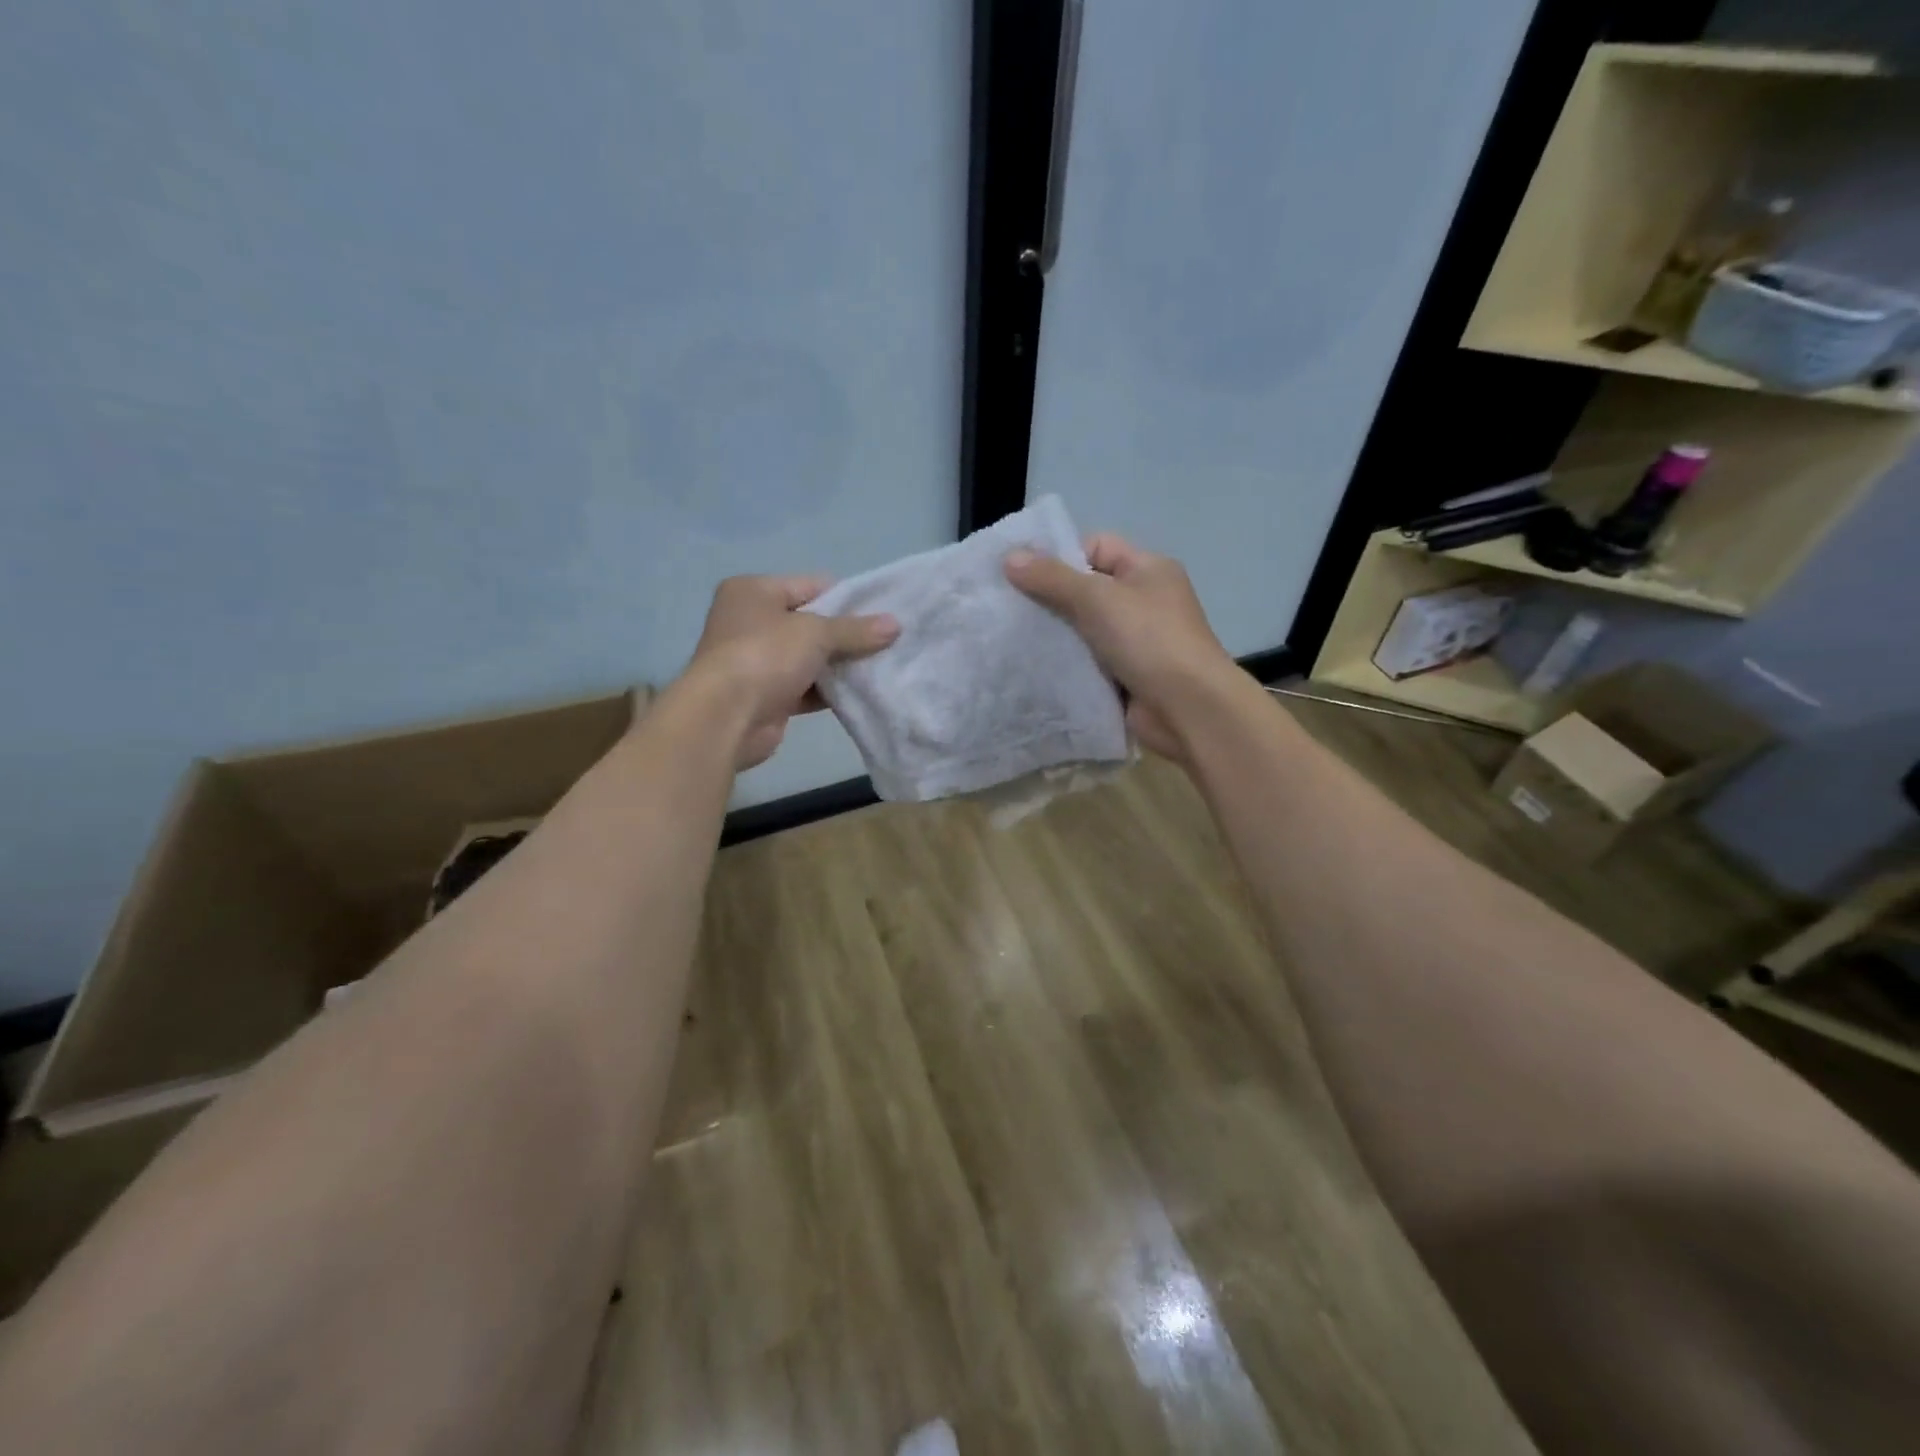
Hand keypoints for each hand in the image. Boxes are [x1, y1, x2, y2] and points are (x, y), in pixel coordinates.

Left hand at [682, 576, 898, 768]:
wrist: (725, 718)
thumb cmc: (765, 656)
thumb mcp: (816, 633)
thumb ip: (855, 629)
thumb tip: (895, 625)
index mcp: (753, 591)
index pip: (811, 585)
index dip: (847, 598)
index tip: (882, 614)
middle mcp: (750, 622)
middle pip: (811, 623)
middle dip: (847, 635)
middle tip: (887, 642)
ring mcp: (757, 661)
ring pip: (810, 658)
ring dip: (840, 665)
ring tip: (881, 667)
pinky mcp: (767, 696)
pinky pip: (806, 688)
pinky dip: (829, 691)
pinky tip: (861, 693)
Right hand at [1004, 535, 1234, 760]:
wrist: (1188, 708)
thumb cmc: (1148, 640)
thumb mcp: (1097, 599)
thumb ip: (1052, 578)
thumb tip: (1009, 557)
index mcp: (1148, 570)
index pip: (1096, 547)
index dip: (1059, 556)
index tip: (1020, 574)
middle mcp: (1145, 601)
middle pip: (1087, 590)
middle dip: (1050, 598)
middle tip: (1008, 608)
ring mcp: (1137, 641)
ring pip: (1084, 629)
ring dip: (1056, 636)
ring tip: (1014, 638)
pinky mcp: (1127, 676)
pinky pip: (1088, 662)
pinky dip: (1067, 665)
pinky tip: (1035, 668)